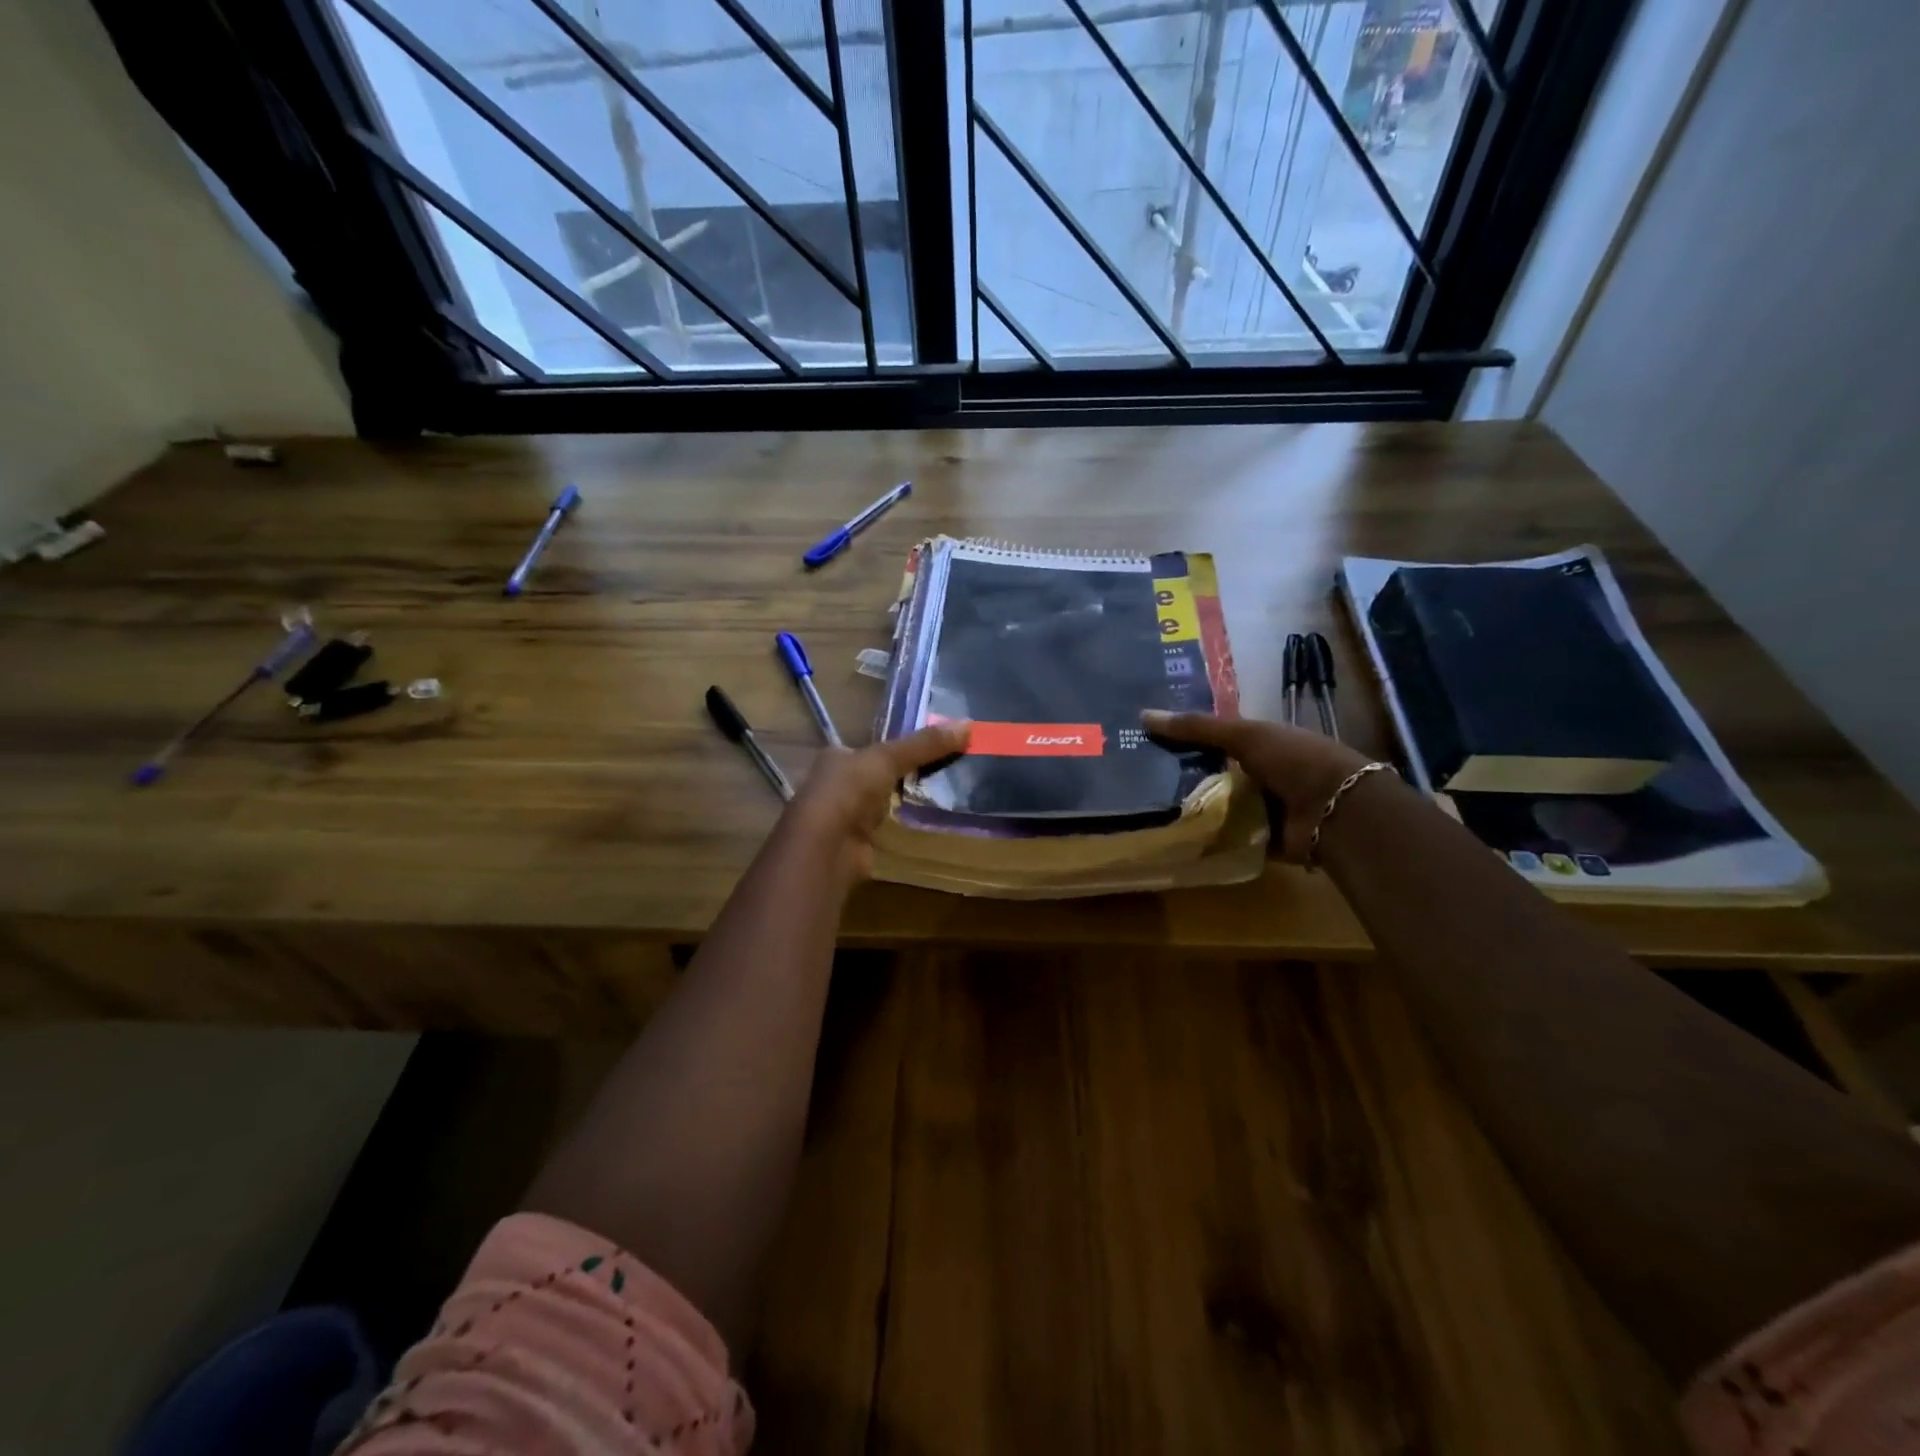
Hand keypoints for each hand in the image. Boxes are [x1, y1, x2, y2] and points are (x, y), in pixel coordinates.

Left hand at [781, 721, 970, 882]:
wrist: (826, 846)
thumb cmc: (849, 790)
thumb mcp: (889, 758)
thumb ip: (925, 744)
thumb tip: (968, 724)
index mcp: (836, 757)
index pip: (870, 748)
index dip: (898, 747)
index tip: (932, 747)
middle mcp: (836, 785)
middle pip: (877, 776)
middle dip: (904, 776)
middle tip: (945, 772)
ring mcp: (844, 817)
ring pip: (882, 803)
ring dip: (904, 803)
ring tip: (944, 796)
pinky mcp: (855, 844)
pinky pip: (886, 830)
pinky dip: (902, 827)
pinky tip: (925, 825)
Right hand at [1143, 711, 1372, 863]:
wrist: (1338, 811)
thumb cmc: (1294, 760)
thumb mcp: (1243, 734)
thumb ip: (1196, 727)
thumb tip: (1143, 715)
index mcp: (1261, 743)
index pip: (1214, 739)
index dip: (1183, 739)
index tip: (1146, 742)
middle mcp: (1259, 774)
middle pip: (1211, 774)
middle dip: (1180, 776)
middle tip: (1137, 779)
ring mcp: (1260, 808)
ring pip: (1215, 806)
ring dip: (1190, 809)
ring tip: (1145, 809)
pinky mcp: (1259, 839)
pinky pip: (1225, 837)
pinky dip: (1205, 838)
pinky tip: (1171, 837)